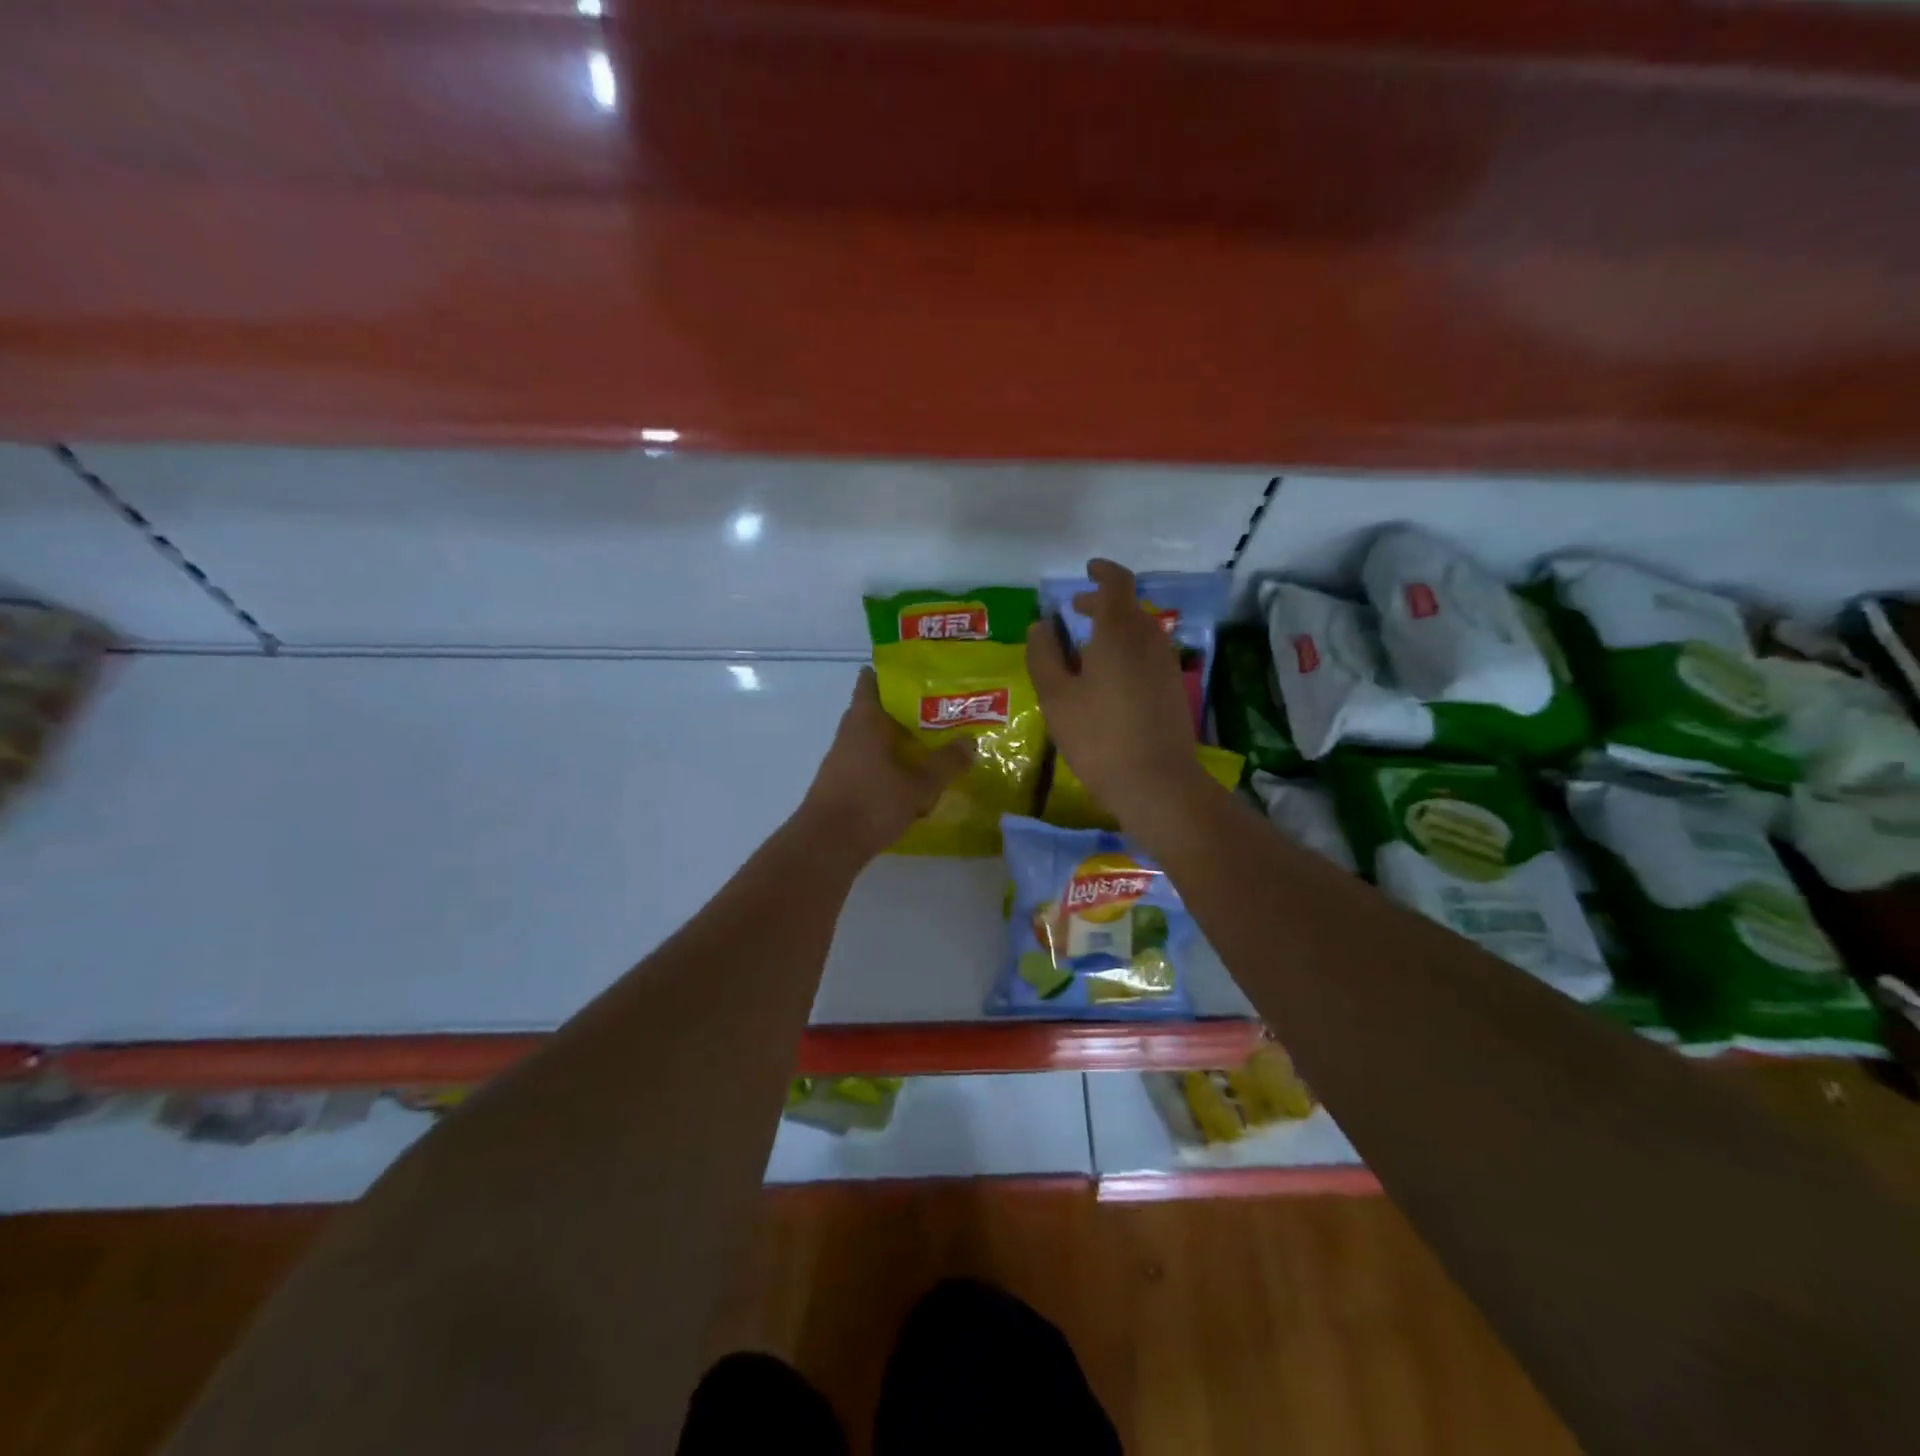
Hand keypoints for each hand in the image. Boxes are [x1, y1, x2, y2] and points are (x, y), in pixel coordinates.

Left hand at [797, 666, 973, 862]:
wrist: (827, 845)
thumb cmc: (872, 803)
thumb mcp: (920, 784)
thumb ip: (947, 762)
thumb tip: (971, 742)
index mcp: (865, 719)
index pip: (872, 680)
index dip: (894, 673)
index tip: (921, 674)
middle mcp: (850, 732)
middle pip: (877, 710)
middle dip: (905, 710)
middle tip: (940, 710)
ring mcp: (842, 758)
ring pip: (874, 738)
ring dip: (898, 740)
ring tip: (932, 744)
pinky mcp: (842, 782)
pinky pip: (869, 761)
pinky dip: (889, 763)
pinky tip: (912, 778)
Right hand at [1026, 558, 1206, 827]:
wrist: (1158, 783)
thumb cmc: (1099, 737)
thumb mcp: (1056, 697)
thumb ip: (1044, 655)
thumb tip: (1042, 625)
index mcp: (1119, 632)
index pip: (1117, 584)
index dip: (1103, 572)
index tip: (1087, 570)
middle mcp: (1149, 639)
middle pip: (1127, 608)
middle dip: (1101, 604)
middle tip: (1074, 613)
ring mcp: (1166, 665)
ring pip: (1139, 633)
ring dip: (1113, 631)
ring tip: (1085, 651)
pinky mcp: (1173, 689)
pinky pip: (1147, 655)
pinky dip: (1126, 652)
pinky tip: (1107, 680)